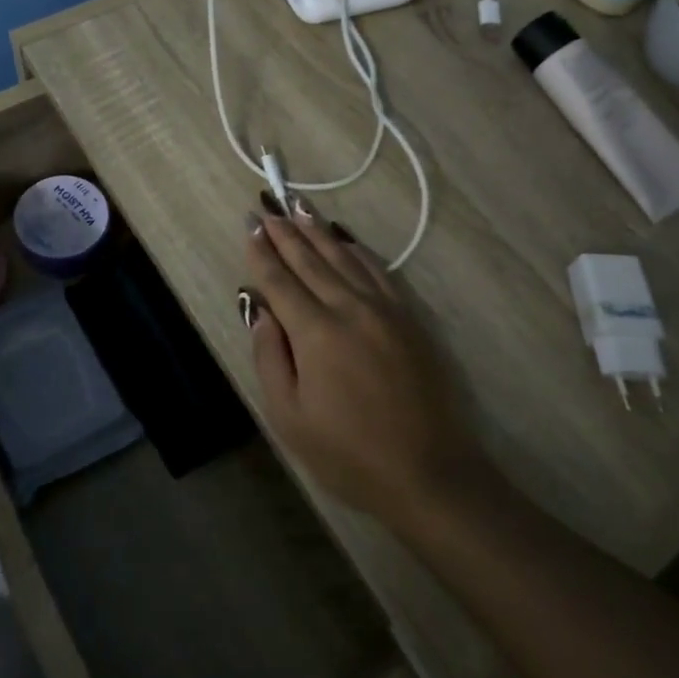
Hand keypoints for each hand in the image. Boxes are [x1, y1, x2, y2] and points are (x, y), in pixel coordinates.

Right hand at [243, 200, 486, 526]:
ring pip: (344, 258)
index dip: (262, 252)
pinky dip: (357, 250)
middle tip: (268, 206)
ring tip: (300, 208)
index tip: (250, 225)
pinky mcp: (409, 317)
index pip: (280, 280)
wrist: (428, 471)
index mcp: (315, 332)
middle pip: (311, 260)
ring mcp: (384, 309)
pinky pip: (378, 270)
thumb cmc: (348, 453)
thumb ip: (269, 356)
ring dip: (318, 231)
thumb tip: (259, 309)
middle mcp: (349, 308)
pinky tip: (346, 240)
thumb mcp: (289, 416)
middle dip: (286, 232)